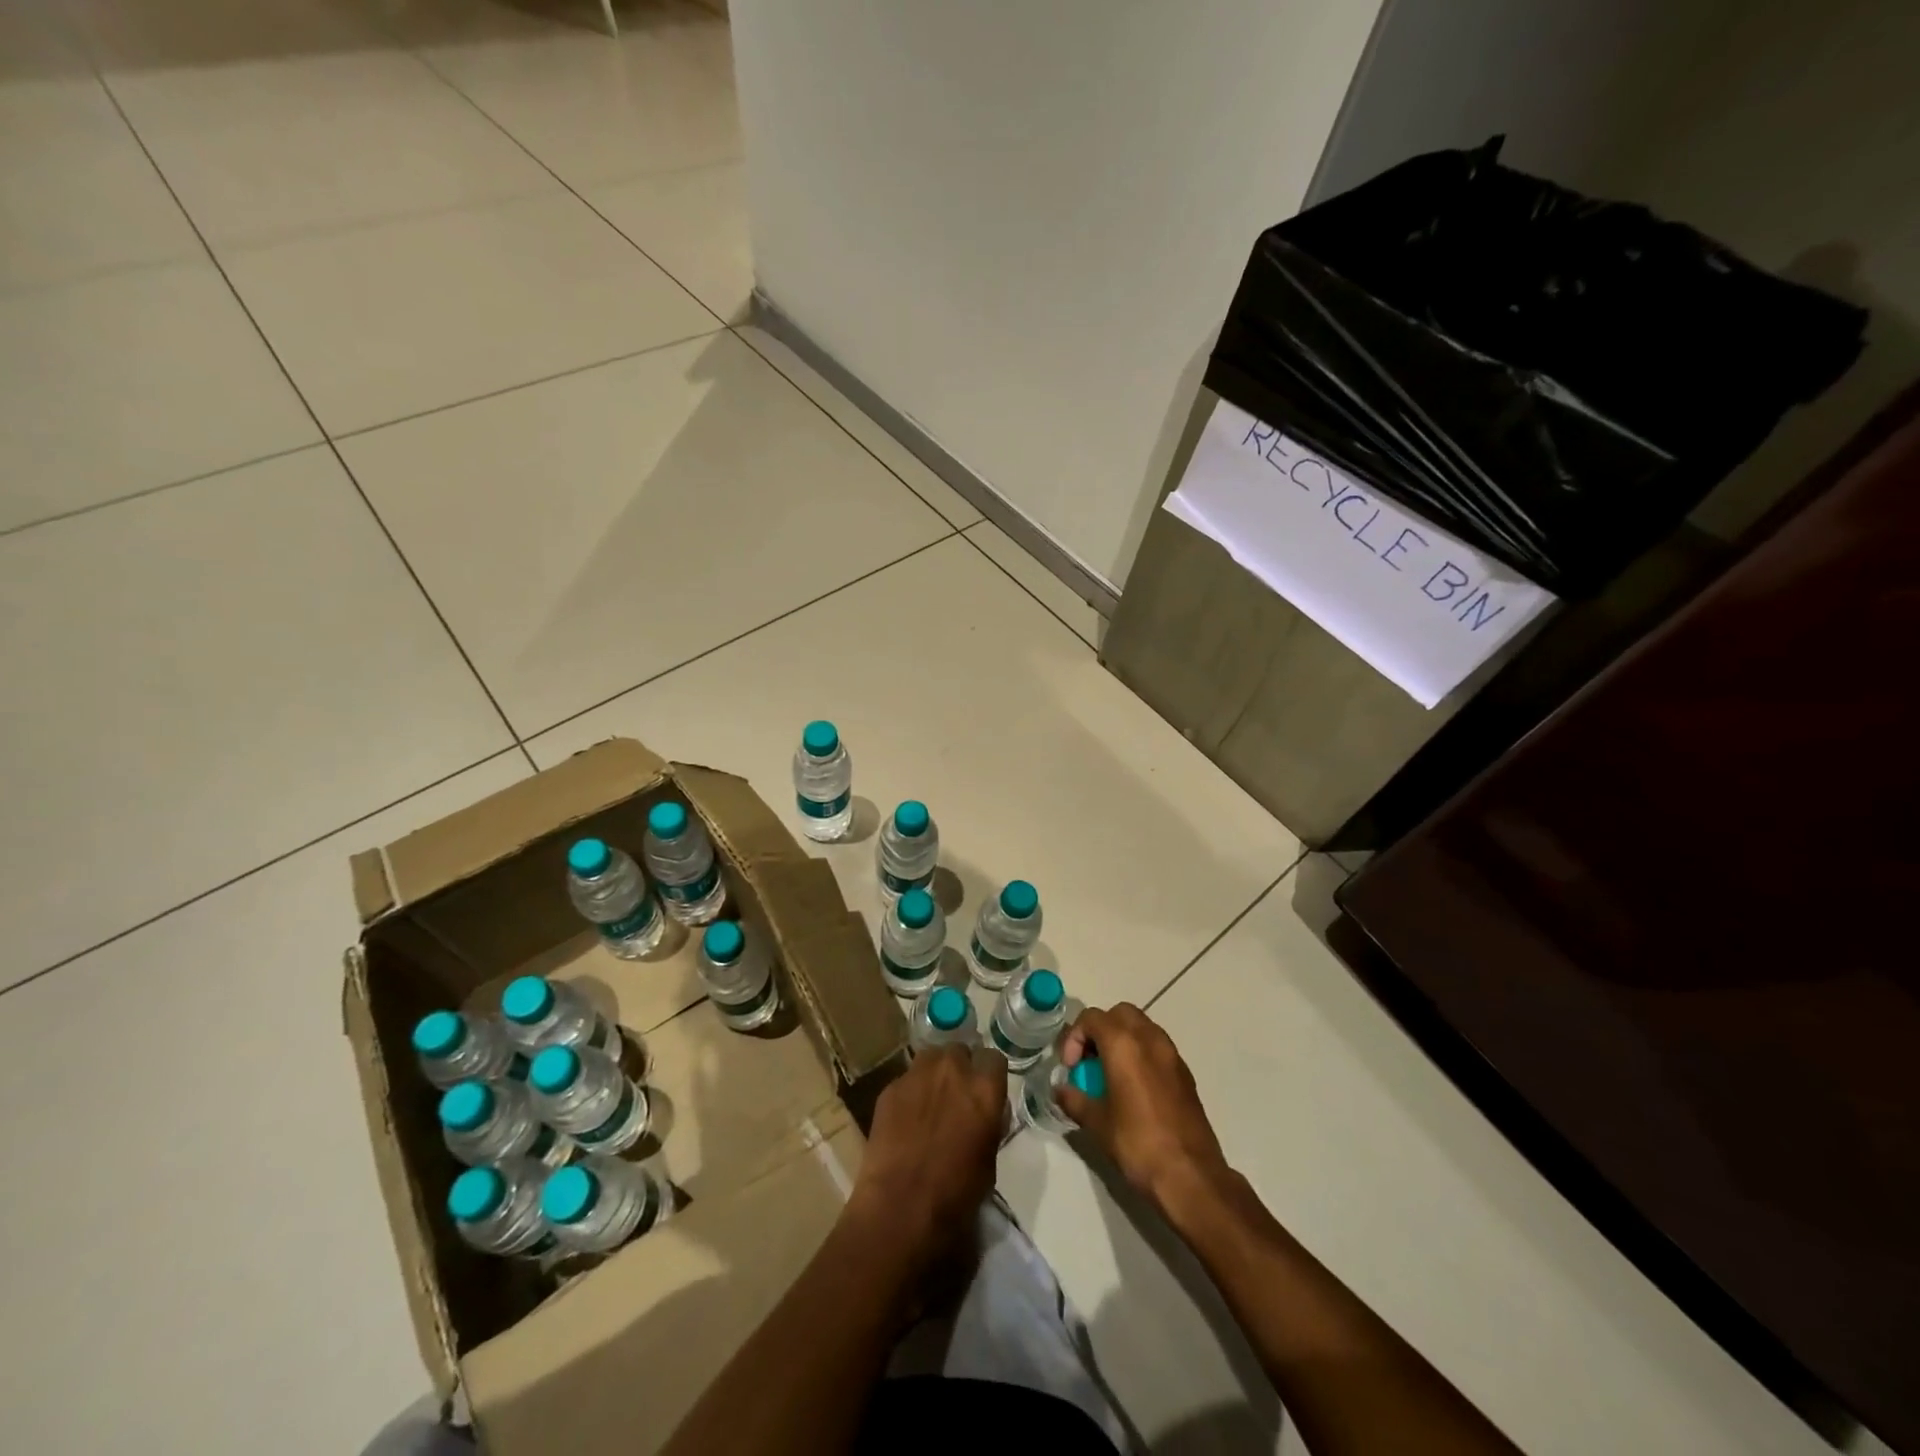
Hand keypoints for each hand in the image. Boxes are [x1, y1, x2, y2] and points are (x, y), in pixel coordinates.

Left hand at [844, 1043, 1007, 1276]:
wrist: (900, 1208)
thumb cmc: (955, 1195)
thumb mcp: (989, 1160)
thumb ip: (990, 1123)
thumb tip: (985, 1112)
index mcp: (984, 1088)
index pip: (994, 1059)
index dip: (990, 1075)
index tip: (986, 1091)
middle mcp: (952, 1070)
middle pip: (960, 1051)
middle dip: (961, 1068)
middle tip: (957, 1095)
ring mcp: (917, 1074)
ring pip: (931, 1057)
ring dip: (935, 1072)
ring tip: (931, 1099)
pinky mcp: (890, 1087)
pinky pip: (906, 1078)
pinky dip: (910, 1091)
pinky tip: (906, 1118)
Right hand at [1057, 1004, 1232, 1217]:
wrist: (1191, 1177)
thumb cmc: (1138, 1145)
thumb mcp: (1097, 1124)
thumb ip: (1075, 1099)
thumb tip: (1061, 1090)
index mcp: (1124, 1045)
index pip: (1091, 1018)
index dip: (1074, 1037)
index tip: (1071, 1068)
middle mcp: (1149, 1039)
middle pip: (1120, 1013)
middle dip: (1100, 1030)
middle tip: (1089, 1061)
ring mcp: (1172, 1054)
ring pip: (1142, 1027)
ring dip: (1122, 1039)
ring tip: (1110, 1073)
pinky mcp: (1185, 1073)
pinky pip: (1157, 1047)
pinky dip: (1141, 1054)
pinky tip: (1134, 1088)